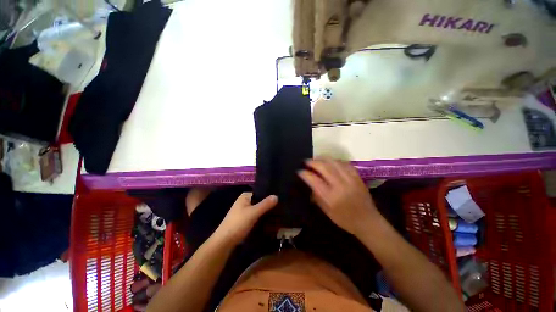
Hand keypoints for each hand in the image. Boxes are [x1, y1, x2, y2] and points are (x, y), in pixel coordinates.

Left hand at [214, 192, 277, 244]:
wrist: (224, 242)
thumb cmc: (238, 224)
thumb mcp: (253, 213)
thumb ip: (265, 204)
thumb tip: (276, 196)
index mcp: (245, 197)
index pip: (260, 193)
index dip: (269, 196)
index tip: (280, 200)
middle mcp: (244, 202)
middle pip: (259, 201)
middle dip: (268, 205)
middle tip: (281, 208)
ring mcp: (243, 211)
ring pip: (258, 210)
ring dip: (265, 212)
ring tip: (278, 214)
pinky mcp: (244, 220)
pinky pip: (256, 216)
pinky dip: (262, 218)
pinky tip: (270, 221)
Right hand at [298, 159, 380, 236]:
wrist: (368, 221)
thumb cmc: (345, 220)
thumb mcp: (327, 211)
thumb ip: (317, 196)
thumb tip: (310, 183)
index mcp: (331, 197)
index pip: (314, 180)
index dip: (305, 174)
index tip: (299, 171)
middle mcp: (340, 186)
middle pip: (324, 167)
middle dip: (313, 162)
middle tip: (307, 161)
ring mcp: (350, 179)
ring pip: (334, 162)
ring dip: (323, 158)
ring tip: (317, 158)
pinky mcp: (357, 177)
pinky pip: (345, 163)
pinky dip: (335, 160)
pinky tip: (331, 161)